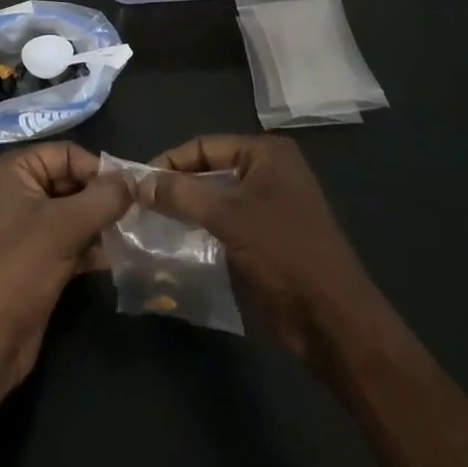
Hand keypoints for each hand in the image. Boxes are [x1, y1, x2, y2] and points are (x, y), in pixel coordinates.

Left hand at [0, 142, 130, 399]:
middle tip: (137, 214)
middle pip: (71, 181)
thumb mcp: (64, 227)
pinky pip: (71, 239)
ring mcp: (26, 226)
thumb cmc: (19, 269)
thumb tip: (134, 180)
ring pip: (74, 212)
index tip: (131, 191)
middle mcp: (17, 192)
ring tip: (132, 234)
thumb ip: (103, 199)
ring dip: (101, 223)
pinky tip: (117, 257)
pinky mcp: (36, 257)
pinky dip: (92, 245)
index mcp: (13, 171)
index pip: (66, 154)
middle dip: (102, 198)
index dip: (98, 169)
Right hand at [142, 135, 391, 371]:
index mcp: (266, 153)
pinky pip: (226, 224)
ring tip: (151, 225)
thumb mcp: (227, 216)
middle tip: (138, 205)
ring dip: (186, 210)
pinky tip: (176, 244)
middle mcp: (270, 171)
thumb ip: (180, 194)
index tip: (135, 184)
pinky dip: (202, 230)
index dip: (168, 162)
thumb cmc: (283, 253)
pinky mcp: (268, 238)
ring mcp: (270, 206)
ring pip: (215, 199)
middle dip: (176, 187)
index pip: (203, 145)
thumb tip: (138, 182)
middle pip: (208, 170)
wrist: (333, 321)